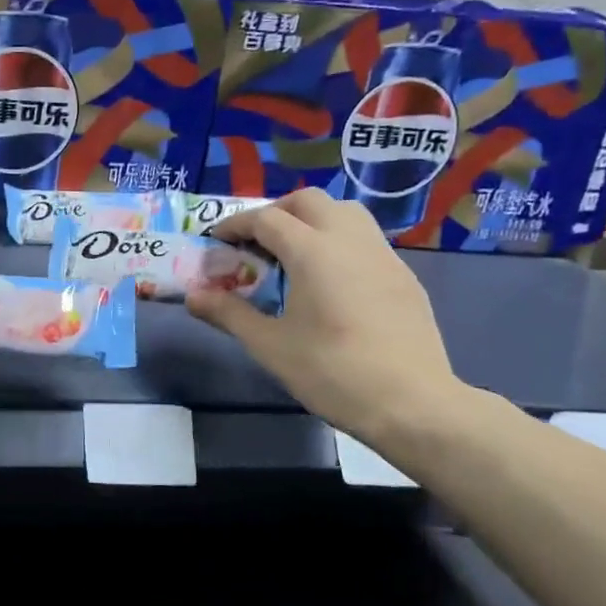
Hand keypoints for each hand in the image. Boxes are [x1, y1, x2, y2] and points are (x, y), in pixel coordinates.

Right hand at [185, 190, 464, 445]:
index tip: (216, 240)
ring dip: (311, 220)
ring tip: (292, 253)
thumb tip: (193, 297)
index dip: (235, 225)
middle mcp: (349, 240)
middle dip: (275, 212)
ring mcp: (383, 255)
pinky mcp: (403, 275)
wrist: (413, 403)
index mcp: (313, 251)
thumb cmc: (333, 373)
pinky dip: (338, 241)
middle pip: (308, 201)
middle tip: (254, 242)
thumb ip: (229, 314)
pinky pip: (365, 239)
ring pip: (344, 212)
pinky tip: (330, 280)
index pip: (266, 219)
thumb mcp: (270, 346)